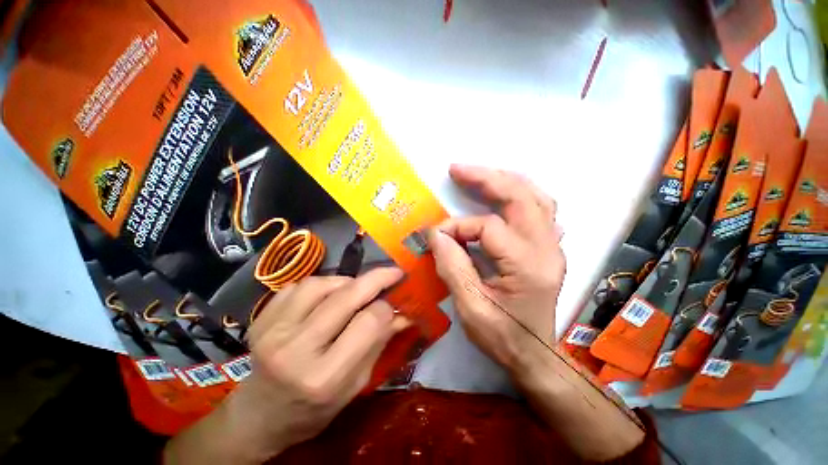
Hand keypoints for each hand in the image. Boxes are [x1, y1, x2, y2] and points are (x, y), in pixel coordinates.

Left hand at [166, 268, 407, 463]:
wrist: (259, 416)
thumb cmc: (313, 409)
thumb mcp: (354, 386)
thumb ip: (379, 344)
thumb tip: (403, 313)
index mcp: (323, 377)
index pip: (368, 322)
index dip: (386, 308)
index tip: (395, 303)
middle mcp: (295, 350)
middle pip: (346, 297)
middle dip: (376, 278)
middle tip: (393, 272)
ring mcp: (273, 330)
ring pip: (322, 284)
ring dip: (346, 281)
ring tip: (355, 291)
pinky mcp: (261, 318)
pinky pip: (299, 285)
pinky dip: (321, 284)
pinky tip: (327, 296)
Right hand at [427, 164, 564, 373]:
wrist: (535, 356)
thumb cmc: (503, 337)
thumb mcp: (470, 307)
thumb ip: (452, 266)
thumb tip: (436, 234)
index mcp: (528, 265)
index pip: (488, 227)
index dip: (457, 228)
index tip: (436, 238)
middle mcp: (546, 248)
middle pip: (521, 197)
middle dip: (486, 178)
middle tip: (457, 169)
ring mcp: (552, 246)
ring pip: (535, 197)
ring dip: (505, 181)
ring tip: (478, 176)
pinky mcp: (548, 249)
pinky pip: (539, 210)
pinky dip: (520, 196)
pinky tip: (504, 195)